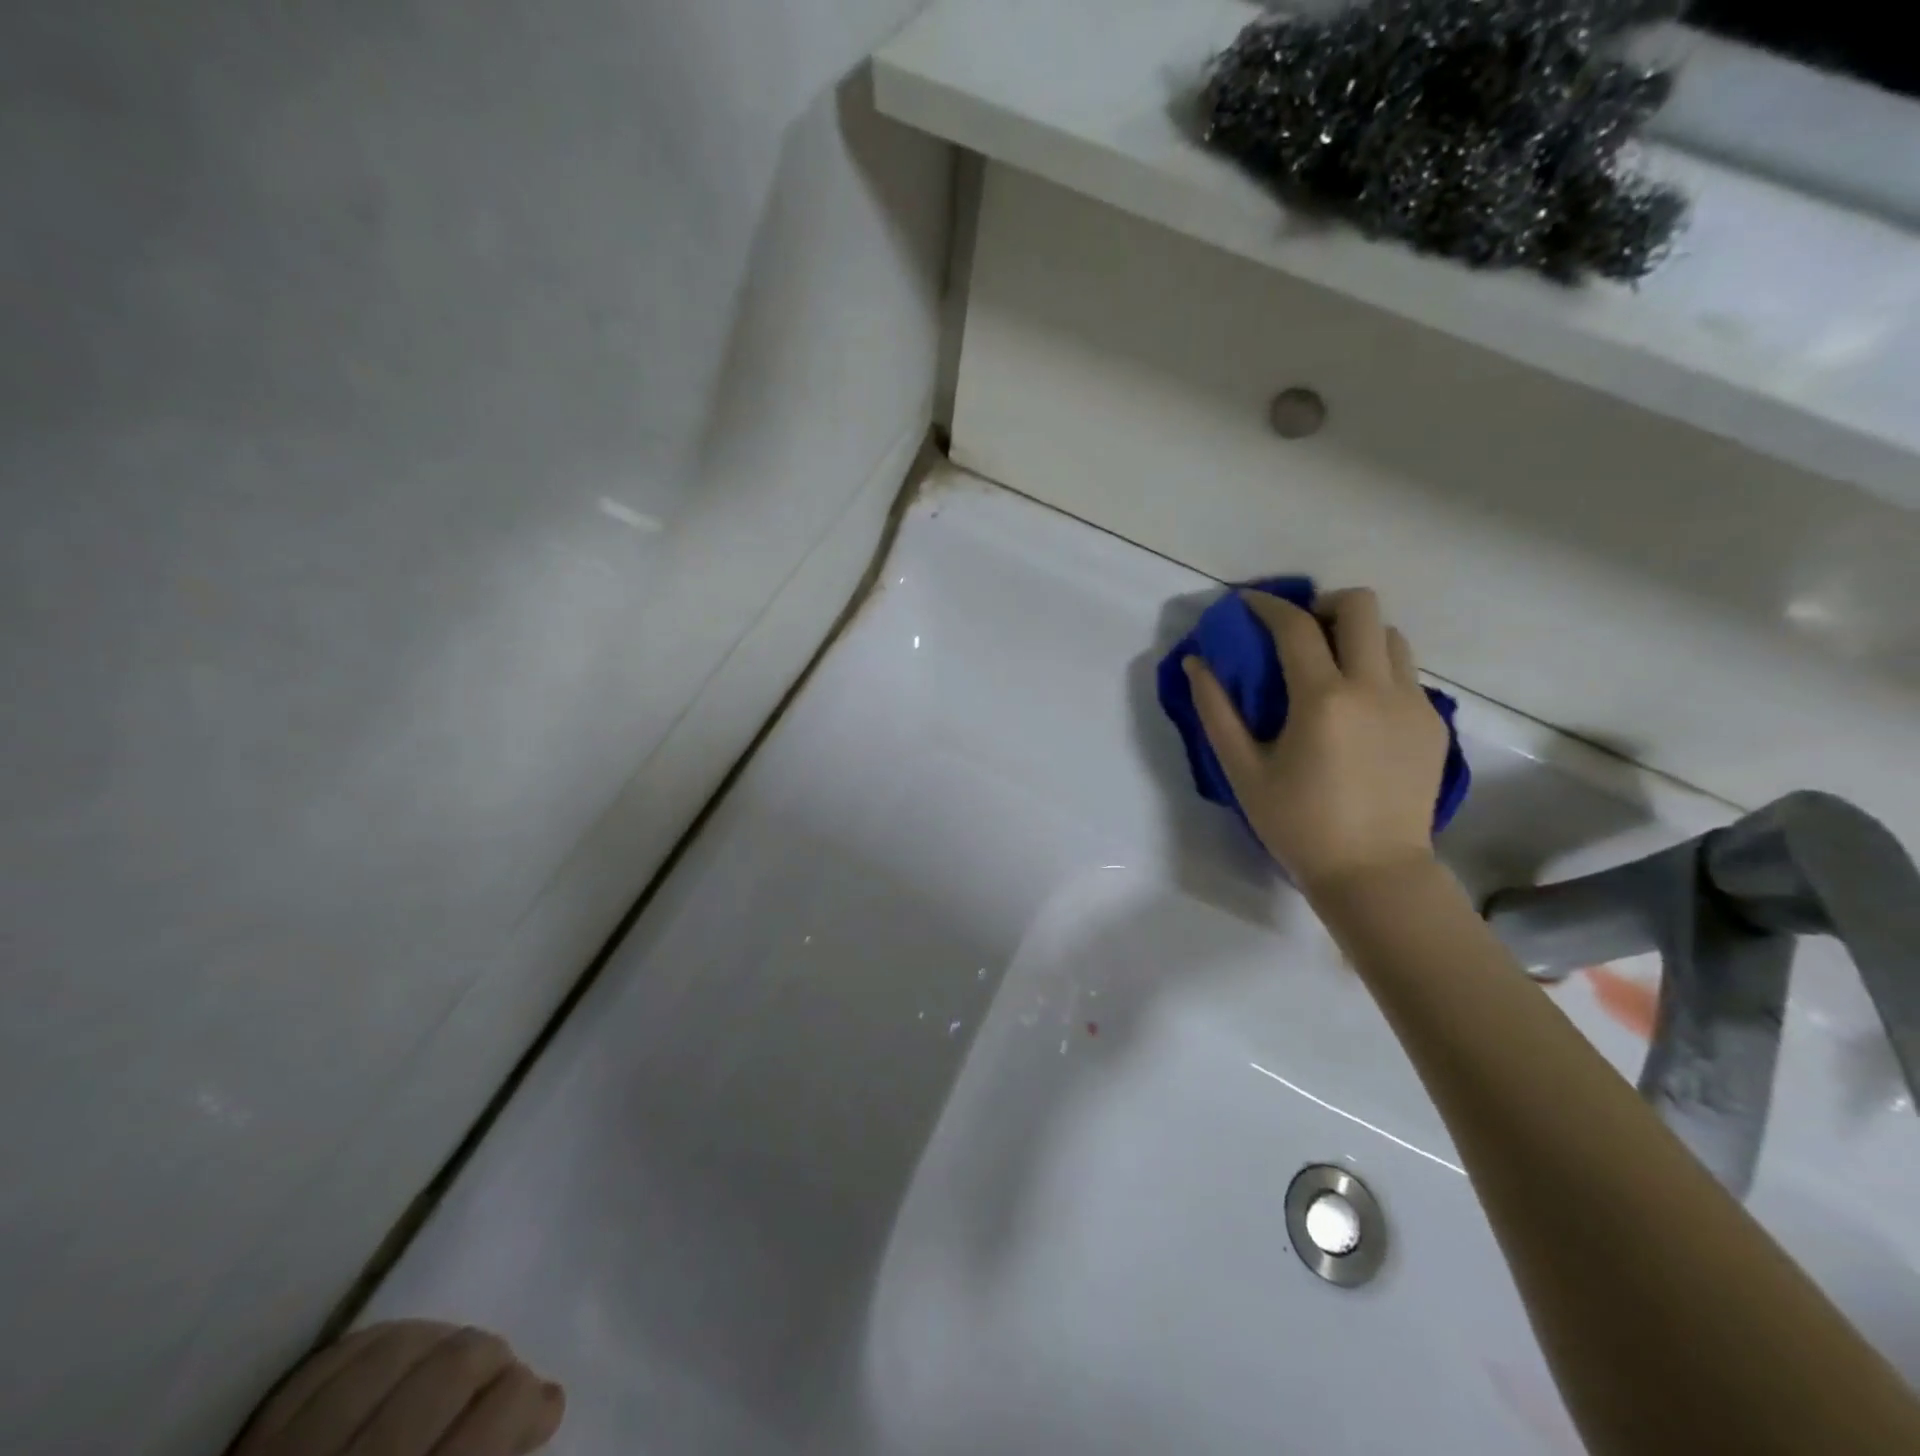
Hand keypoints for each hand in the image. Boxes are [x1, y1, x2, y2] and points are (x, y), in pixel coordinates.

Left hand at [232, 1320, 563, 1455]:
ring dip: (440, 1342)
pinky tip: (397, 1360)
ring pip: (397, 1347)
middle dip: (494, 1359)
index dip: (529, 1399)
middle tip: (499, 1384)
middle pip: (455, 1365)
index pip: (498, 1412)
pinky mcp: (250, 1449)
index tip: (540, 1412)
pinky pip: (329, 1362)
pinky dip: (377, 1346)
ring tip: (450, 1366)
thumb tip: (550, 1397)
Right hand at [1183, 587, 1447, 893]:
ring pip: (1391, 635)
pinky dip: (1377, 670)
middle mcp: (1375, 688)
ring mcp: (1412, 703)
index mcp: (1323, 699)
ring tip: (1330, 666)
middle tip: (1299, 631)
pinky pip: (1406, 673)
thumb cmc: (1297, 825)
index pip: (1295, 626)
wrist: (1374, 872)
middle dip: (1324, 604)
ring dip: (1356, 635)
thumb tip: (1197, 664)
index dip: (1266, 605)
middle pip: (1362, 605)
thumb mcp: (1243, 771)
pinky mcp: (1433, 723)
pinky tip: (1356, 708)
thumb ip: (1216, 711)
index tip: (1247, 603)